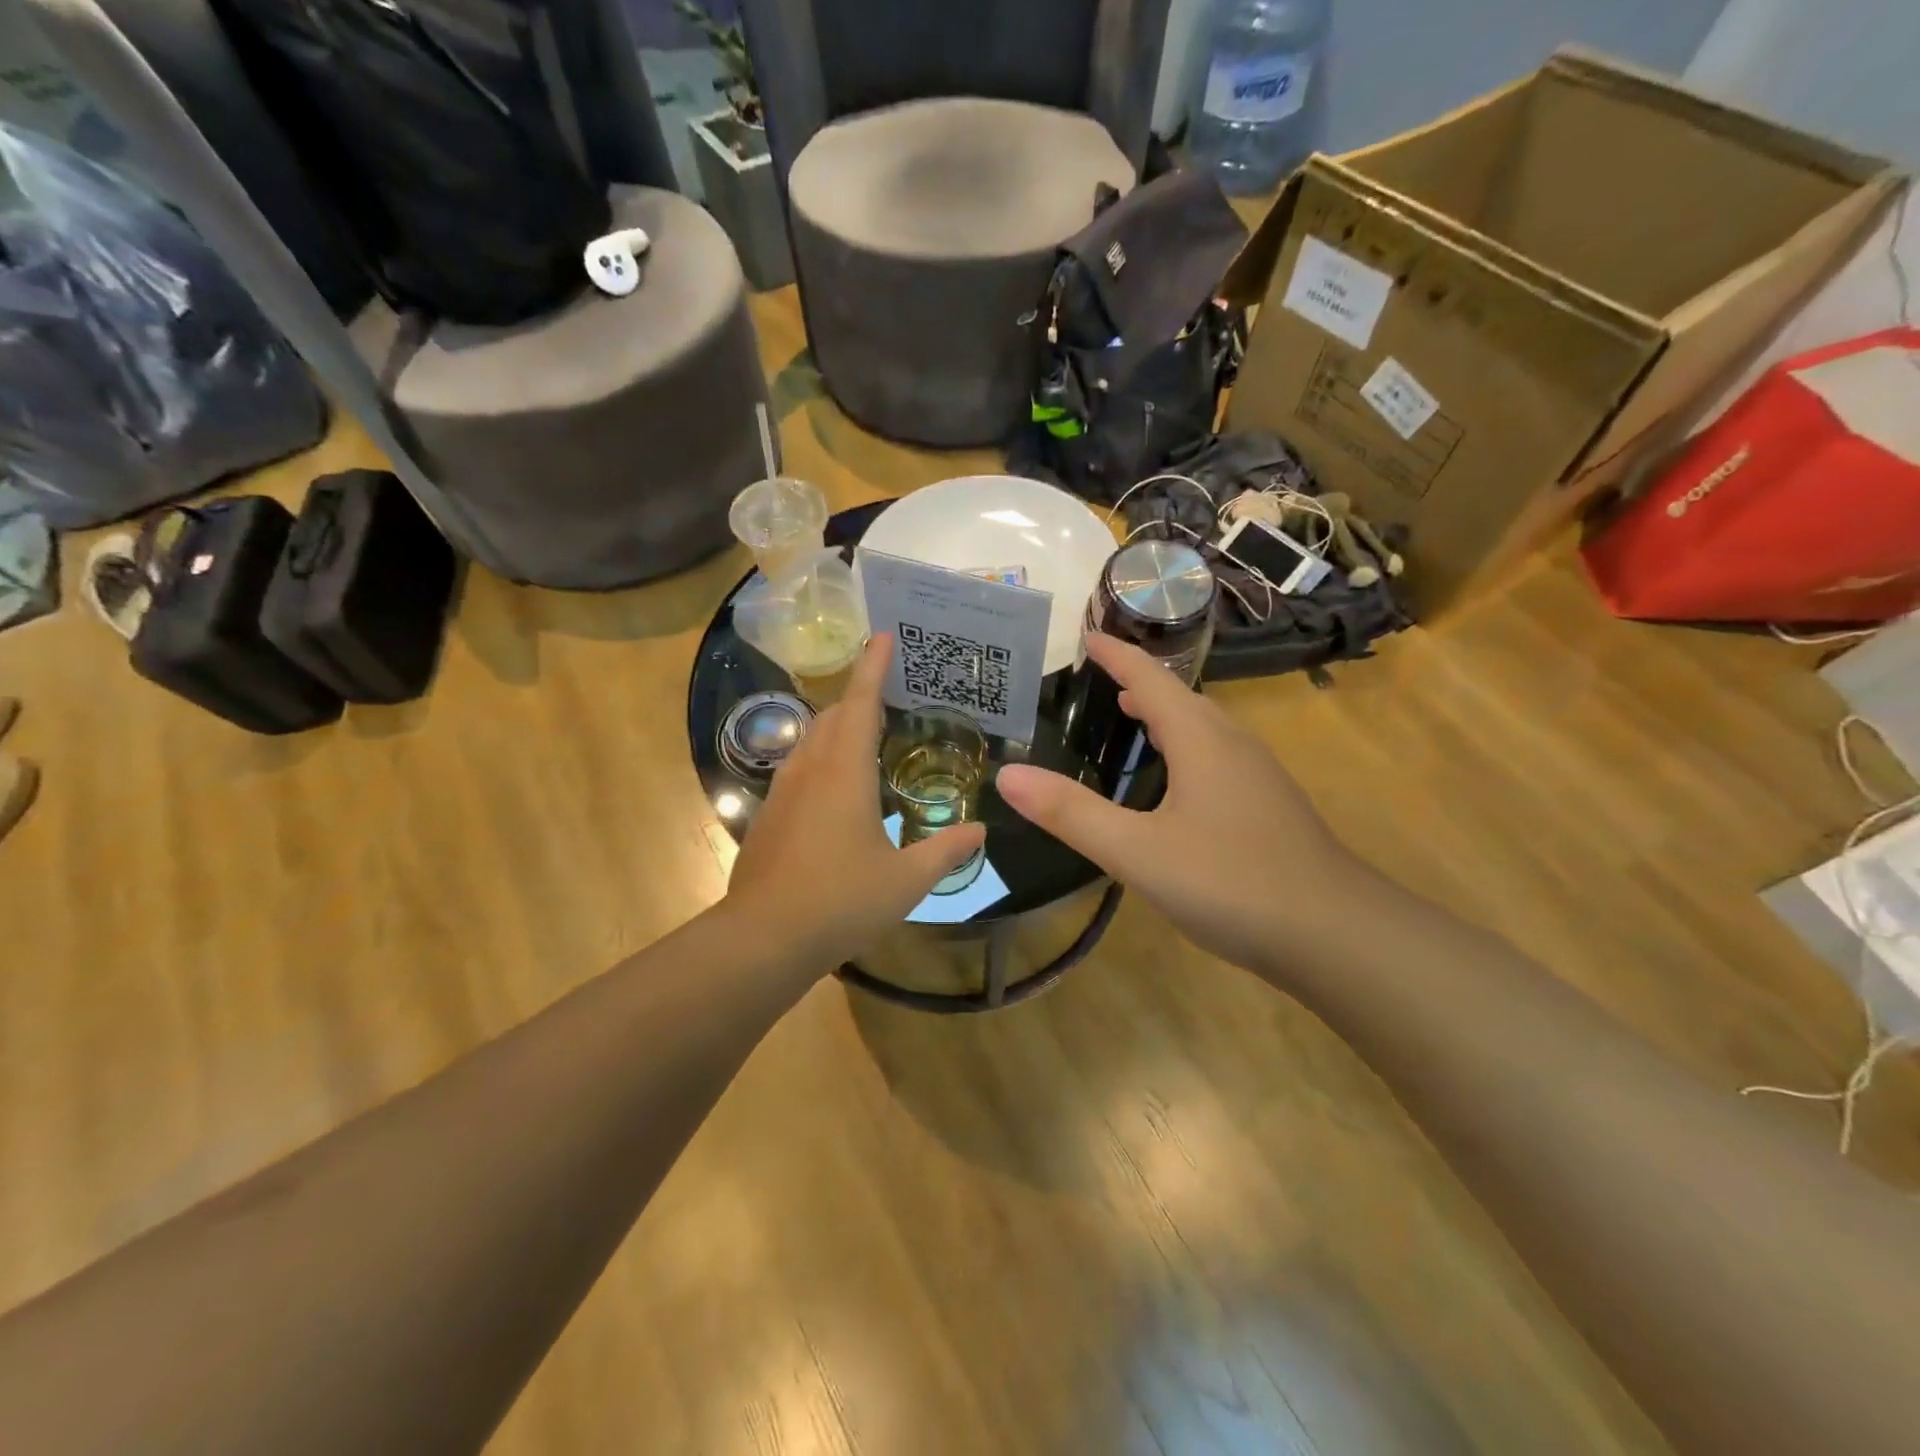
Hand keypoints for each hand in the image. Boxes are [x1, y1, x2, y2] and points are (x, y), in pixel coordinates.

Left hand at [727, 633, 986, 969]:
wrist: (763, 938)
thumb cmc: (841, 901)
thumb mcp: (906, 880)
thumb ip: (945, 851)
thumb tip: (979, 831)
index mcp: (845, 772)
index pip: (860, 703)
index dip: (872, 667)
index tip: (881, 636)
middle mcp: (810, 770)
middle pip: (831, 717)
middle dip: (857, 698)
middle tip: (887, 696)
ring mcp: (782, 793)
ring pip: (810, 742)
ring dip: (836, 729)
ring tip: (865, 739)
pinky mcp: (768, 817)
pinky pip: (798, 771)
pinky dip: (821, 762)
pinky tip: (835, 794)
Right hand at [995, 634, 1363, 975]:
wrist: (1335, 935)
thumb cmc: (1231, 883)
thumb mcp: (1138, 851)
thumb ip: (1072, 814)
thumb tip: (1008, 775)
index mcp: (1202, 740)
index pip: (1151, 681)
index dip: (1118, 657)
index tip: (1087, 637)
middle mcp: (1234, 746)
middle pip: (1182, 699)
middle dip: (1140, 683)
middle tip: (1102, 679)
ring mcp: (1259, 778)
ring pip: (1205, 729)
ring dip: (1167, 715)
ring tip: (1133, 718)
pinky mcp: (1270, 809)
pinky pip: (1218, 758)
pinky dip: (1186, 748)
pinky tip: (1177, 784)